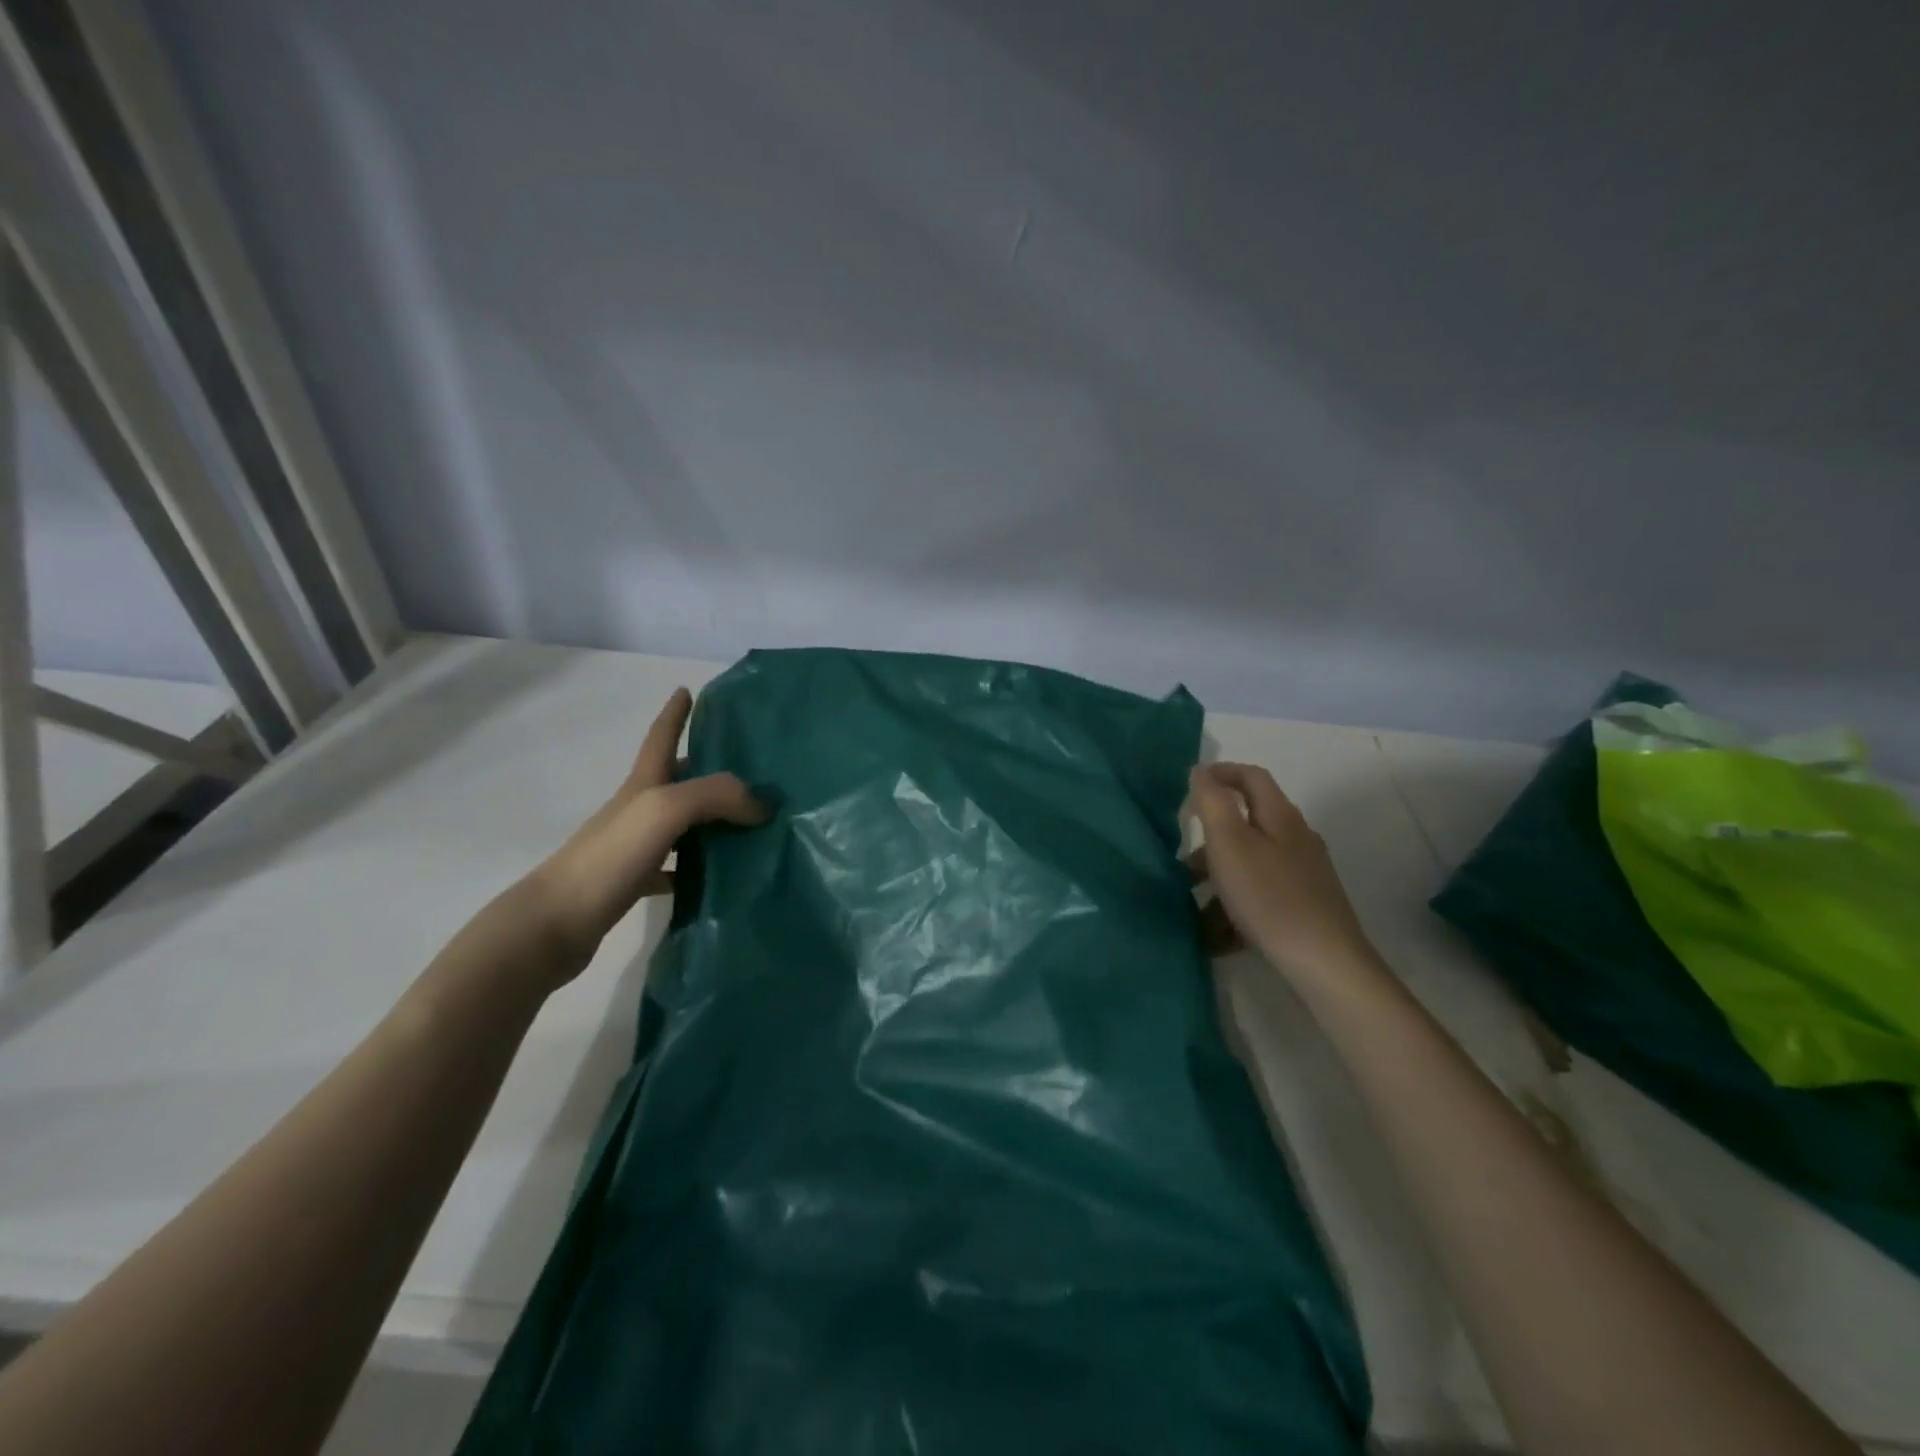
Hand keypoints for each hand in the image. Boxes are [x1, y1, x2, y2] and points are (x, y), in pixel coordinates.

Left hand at [526, 688, 766, 973]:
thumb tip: (761, 804)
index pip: (660, 738)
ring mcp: (634, 848)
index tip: (688, 690)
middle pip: (676, 779)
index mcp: (642, 786)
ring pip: (681, 825)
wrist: (554, 924)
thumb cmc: (608, 857)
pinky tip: (722, 876)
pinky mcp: (634, 883)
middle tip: (750, 767)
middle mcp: (637, 811)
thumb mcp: (664, 810)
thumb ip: (715, 796)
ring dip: (711, 819)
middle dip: (707, 767)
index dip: (674, 713)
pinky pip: (676, 868)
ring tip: (751, 822)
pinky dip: (698, 867)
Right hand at [1185, 763, 1376, 982]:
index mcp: (1281, 817)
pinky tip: (1216, 934)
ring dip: (1217, 877)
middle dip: (1210, 838)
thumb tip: (1200, 772)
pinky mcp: (1304, 907)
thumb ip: (1212, 803)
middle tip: (1182, 856)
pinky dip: (1234, 906)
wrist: (1324, 964)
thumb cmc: (1269, 897)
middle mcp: (1296, 840)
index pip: (1252, 776)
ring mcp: (1303, 875)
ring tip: (1190, 903)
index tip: (1189, 785)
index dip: (1221, 772)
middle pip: (1248, 823)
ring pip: (1250, 863)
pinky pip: (1259, 895)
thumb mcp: (1229, 843)